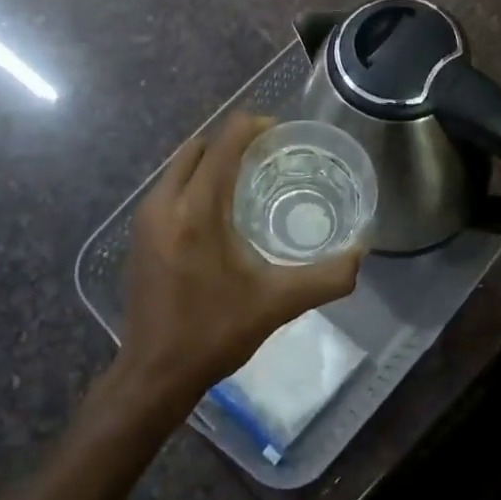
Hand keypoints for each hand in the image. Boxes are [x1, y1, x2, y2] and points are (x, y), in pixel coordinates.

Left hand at [118, 114, 362, 415]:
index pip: (223, 143)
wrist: (155, 373)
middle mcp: (164, 204)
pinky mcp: (139, 235)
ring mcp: (145, 219)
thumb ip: (326, 278)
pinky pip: (169, 187)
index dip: (252, 127)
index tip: (280, 132)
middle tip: (267, 155)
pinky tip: (218, 210)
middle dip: (231, 141)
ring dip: (211, 161)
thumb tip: (362, 254)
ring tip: (246, 178)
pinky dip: (194, 182)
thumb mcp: (278, 304)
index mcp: (196, 211)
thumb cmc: (215, 333)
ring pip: (180, 166)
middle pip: (198, 147)